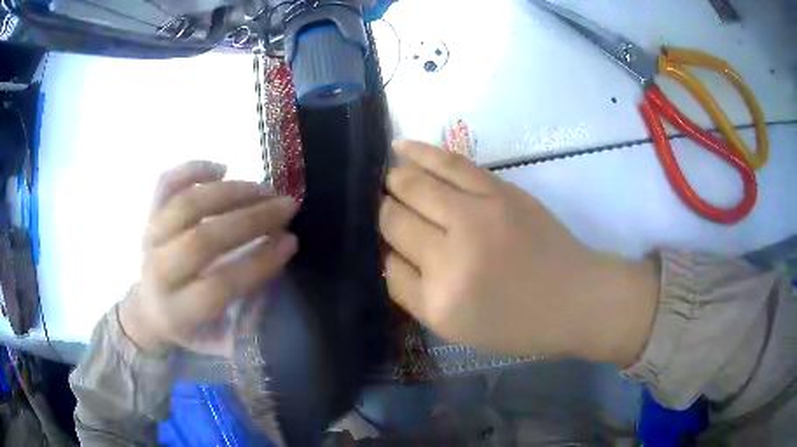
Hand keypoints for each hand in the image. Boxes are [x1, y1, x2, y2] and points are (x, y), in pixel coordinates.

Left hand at [119, 161, 297, 353]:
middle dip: (250, 220)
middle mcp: (159, 272)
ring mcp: (150, 238)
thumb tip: (272, 268)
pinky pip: (166, 183)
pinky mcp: (148, 216)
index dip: (259, 262)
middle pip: (202, 239)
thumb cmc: (189, 328)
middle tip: (286, 206)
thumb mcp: (219, 341)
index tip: (291, 242)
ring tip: (263, 189)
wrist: (149, 310)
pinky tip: (222, 169)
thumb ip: (247, 315)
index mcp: (177, 311)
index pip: (220, 283)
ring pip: (186, 205)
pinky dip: (193, 169)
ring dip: (229, 192)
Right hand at [379, 141, 658, 365]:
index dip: (381, 249)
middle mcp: (452, 255)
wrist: (575, 297)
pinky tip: (399, 148)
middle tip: (382, 209)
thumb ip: (414, 292)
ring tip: (384, 176)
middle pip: (394, 218)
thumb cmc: (518, 323)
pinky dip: (418, 152)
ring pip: (413, 184)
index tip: (385, 243)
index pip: (387, 263)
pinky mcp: (499, 190)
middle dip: (382, 211)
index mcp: (440, 300)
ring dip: (393, 179)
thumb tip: (388, 251)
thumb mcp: (457, 329)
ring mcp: (477, 215)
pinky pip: (448, 163)